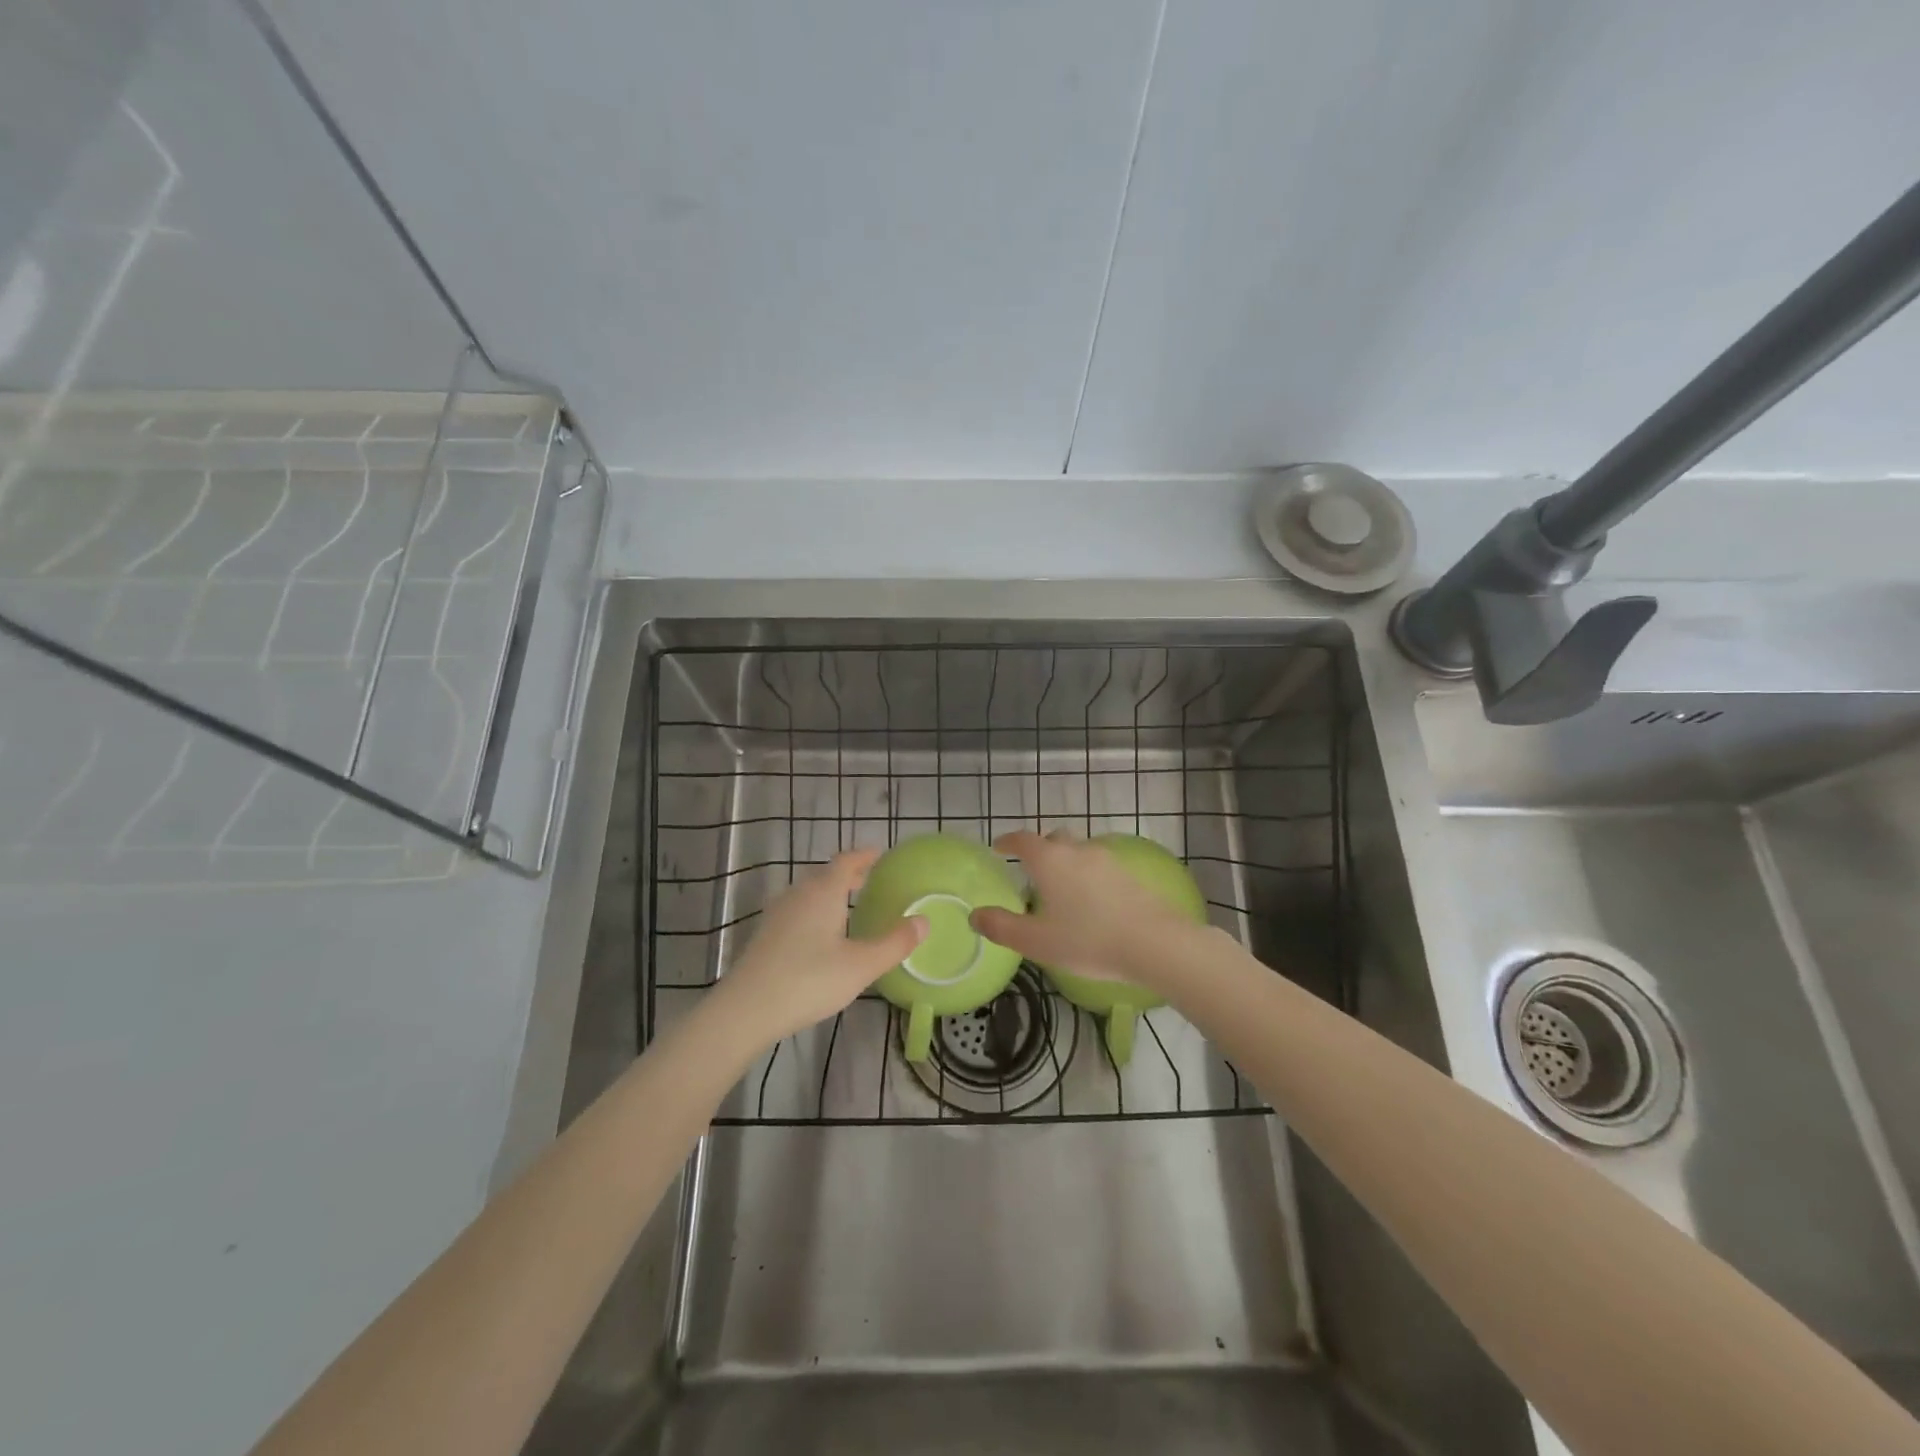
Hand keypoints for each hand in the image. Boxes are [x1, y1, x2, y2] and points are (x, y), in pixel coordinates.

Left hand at [716, 849, 925, 1045]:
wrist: (746, 1010)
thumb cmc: (808, 981)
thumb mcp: (861, 966)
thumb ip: (895, 943)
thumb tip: (924, 921)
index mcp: (823, 891)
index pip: (847, 860)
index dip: (866, 856)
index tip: (882, 856)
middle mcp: (799, 893)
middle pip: (827, 874)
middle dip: (851, 875)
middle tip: (873, 882)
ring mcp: (778, 913)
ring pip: (810, 892)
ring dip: (831, 893)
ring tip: (851, 906)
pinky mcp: (766, 933)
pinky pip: (798, 909)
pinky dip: (817, 910)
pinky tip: (822, 934)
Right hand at [970, 831, 1203, 988]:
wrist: (1153, 942)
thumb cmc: (1088, 941)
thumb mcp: (1037, 941)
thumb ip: (1002, 927)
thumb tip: (975, 916)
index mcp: (1050, 861)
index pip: (1023, 840)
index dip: (1008, 841)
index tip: (999, 847)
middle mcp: (1077, 850)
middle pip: (1054, 838)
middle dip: (1040, 849)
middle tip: (1032, 870)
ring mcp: (1108, 859)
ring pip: (1080, 850)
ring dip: (1067, 861)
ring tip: (1062, 887)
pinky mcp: (1130, 873)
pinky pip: (1101, 865)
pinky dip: (1089, 874)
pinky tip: (1092, 899)